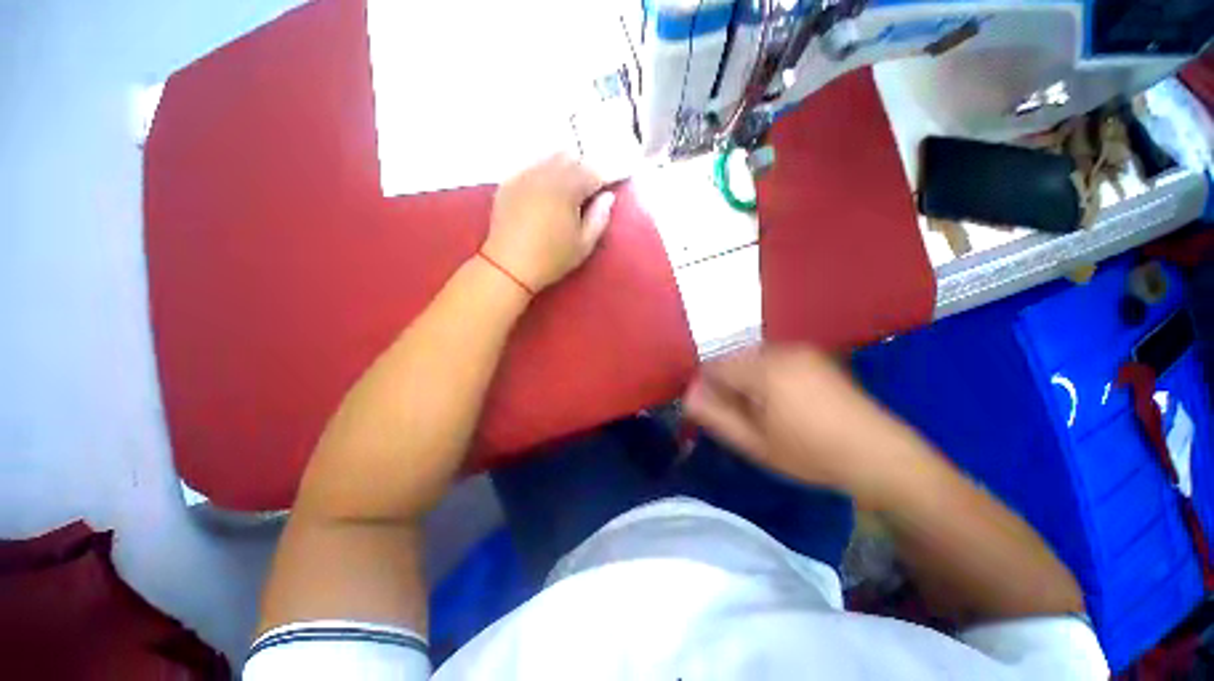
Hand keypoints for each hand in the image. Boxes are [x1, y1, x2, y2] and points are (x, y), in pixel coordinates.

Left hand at [482, 154, 615, 292]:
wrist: (509, 266)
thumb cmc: (552, 259)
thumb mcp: (584, 245)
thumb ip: (599, 218)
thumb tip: (607, 197)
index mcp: (568, 189)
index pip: (592, 173)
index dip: (604, 179)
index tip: (608, 187)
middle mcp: (546, 174)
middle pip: (571, 159)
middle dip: (583, 170)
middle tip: (587, 188)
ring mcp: (524, 175)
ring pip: (549, 158)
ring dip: (562, 167)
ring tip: (566, 186)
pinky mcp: (508, 183)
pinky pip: (530, 167)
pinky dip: (542, 172)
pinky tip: (543, 188)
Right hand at [683, 345, 927, 506]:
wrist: (880, 456)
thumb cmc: (811, 454)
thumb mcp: (755, 443)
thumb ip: (715, 416)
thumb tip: (688, 396)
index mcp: (764, 368)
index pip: (713, 366)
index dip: (706, 388)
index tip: (714, 413)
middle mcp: (781, 349)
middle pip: (733, 359)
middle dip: (727, 384)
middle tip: (740, 417)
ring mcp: (801, 349)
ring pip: (752, 359)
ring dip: (747, 381)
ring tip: (762, 412)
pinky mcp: (815, 355)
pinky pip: (774, 359)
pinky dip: (766, 376)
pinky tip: (782, 402)